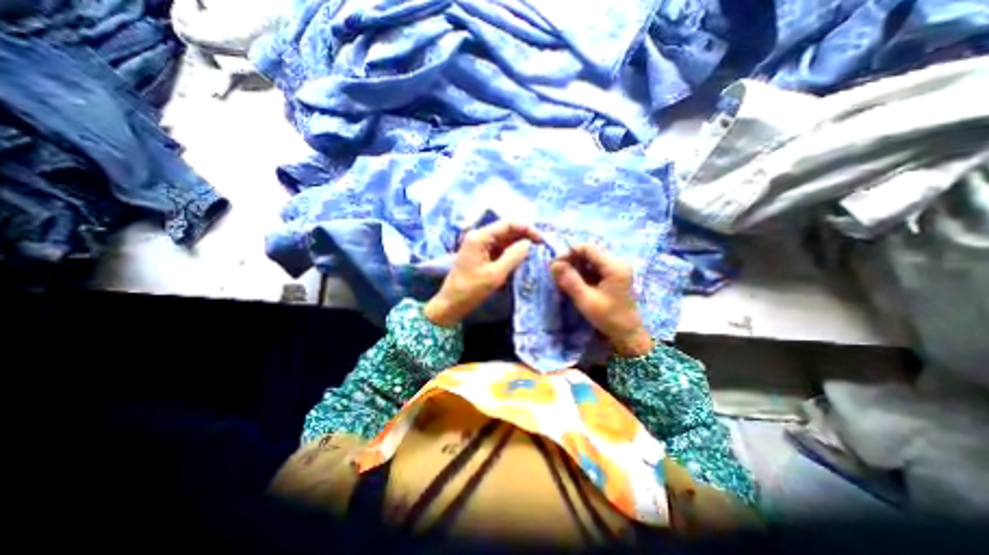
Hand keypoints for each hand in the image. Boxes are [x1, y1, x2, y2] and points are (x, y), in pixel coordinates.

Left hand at [421, 219, 538, 327]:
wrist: (451, 304)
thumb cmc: (471, 290)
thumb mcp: (496, 274)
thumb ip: (514, 256)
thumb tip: (529, 243)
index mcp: (480, 237)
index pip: (508, 224)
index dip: (527, 229)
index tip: (543, 240)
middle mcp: (479, 236)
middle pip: (506, 229)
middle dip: (524, 236)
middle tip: (542, 246)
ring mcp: (479, 245)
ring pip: (504, 239)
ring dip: (519, 244)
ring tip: (535, 252)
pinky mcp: (481, 254)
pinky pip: (499, 248)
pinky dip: (511, 251)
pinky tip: (521, 257)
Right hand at [554, 246, 653, 356]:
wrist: (628, 334)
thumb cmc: (608, 317)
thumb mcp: (586, 299)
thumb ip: (570, 280)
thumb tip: (553, 264)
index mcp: (614, 265)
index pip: (587, 248)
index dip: (568, 253)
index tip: (554, 265)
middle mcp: (616, 262)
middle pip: (588, 253)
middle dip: (570, 261)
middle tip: (556, 274)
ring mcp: (615, 269)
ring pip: (589, 261)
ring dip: (574, 268)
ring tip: (562, 280)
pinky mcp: (612, 276)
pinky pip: (593, 269)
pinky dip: (580, 274)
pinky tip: (572, 283)